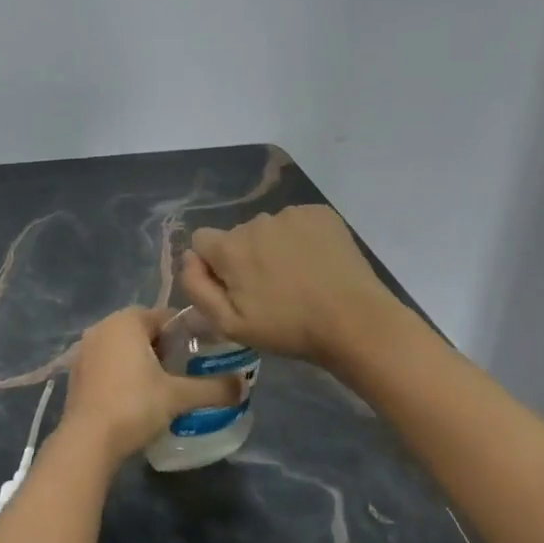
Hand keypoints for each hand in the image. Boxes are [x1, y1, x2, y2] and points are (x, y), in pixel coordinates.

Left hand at [61, 308, 240, 464]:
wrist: (87, 440)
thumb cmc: (134, 406)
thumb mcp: (178, 396)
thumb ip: (213, 388)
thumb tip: (244, 386)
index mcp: (127, 320)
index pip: (165, 316)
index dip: (186, 334)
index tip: (201, 354)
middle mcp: (103, 326)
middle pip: (142, 329)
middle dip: (164, 347)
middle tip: (183, 372)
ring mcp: (85, 349)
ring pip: (123, 346)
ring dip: (142, 360)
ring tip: (162, 386)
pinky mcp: (76, 372)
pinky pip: (107, 362)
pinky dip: (122, 372)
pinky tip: (134, 397)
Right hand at [180, 205, 404, 370]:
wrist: (355, 322)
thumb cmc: (289, 329)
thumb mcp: (231, 325)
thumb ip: (197, 288)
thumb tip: (188, 258)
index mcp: (230, 247)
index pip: (201, 240)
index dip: (213, 265)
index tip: (233, 288)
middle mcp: (256, 221)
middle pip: (238, 236)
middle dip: (246, 258)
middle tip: (271, 291)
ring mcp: (290, 214)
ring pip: (269, 229)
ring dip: (274, 248)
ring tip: (299, 278)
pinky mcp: (320, 213)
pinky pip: (298, 222)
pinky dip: (302, 239)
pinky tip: (317, 264)